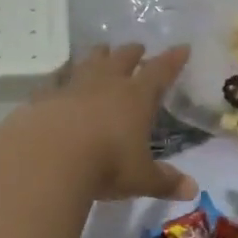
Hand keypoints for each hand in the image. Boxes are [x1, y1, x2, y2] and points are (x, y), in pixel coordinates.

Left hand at [26, 43, 196, 202]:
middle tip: (138, 47)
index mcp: (136, 98)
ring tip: (102, 50)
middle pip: (122, 59)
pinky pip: (56, 78)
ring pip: (89, 61)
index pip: (160, 71)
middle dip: (133, 52)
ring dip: (98, 55)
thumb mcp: (140, 178)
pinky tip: (60, 75)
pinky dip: (62, 74)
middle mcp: (106, 83)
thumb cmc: (105, 165)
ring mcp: (73, 86)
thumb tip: (192, 190)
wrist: (49, 157)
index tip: (182, 48)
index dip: (173, 60)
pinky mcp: (44, 96)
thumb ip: (165, 181)